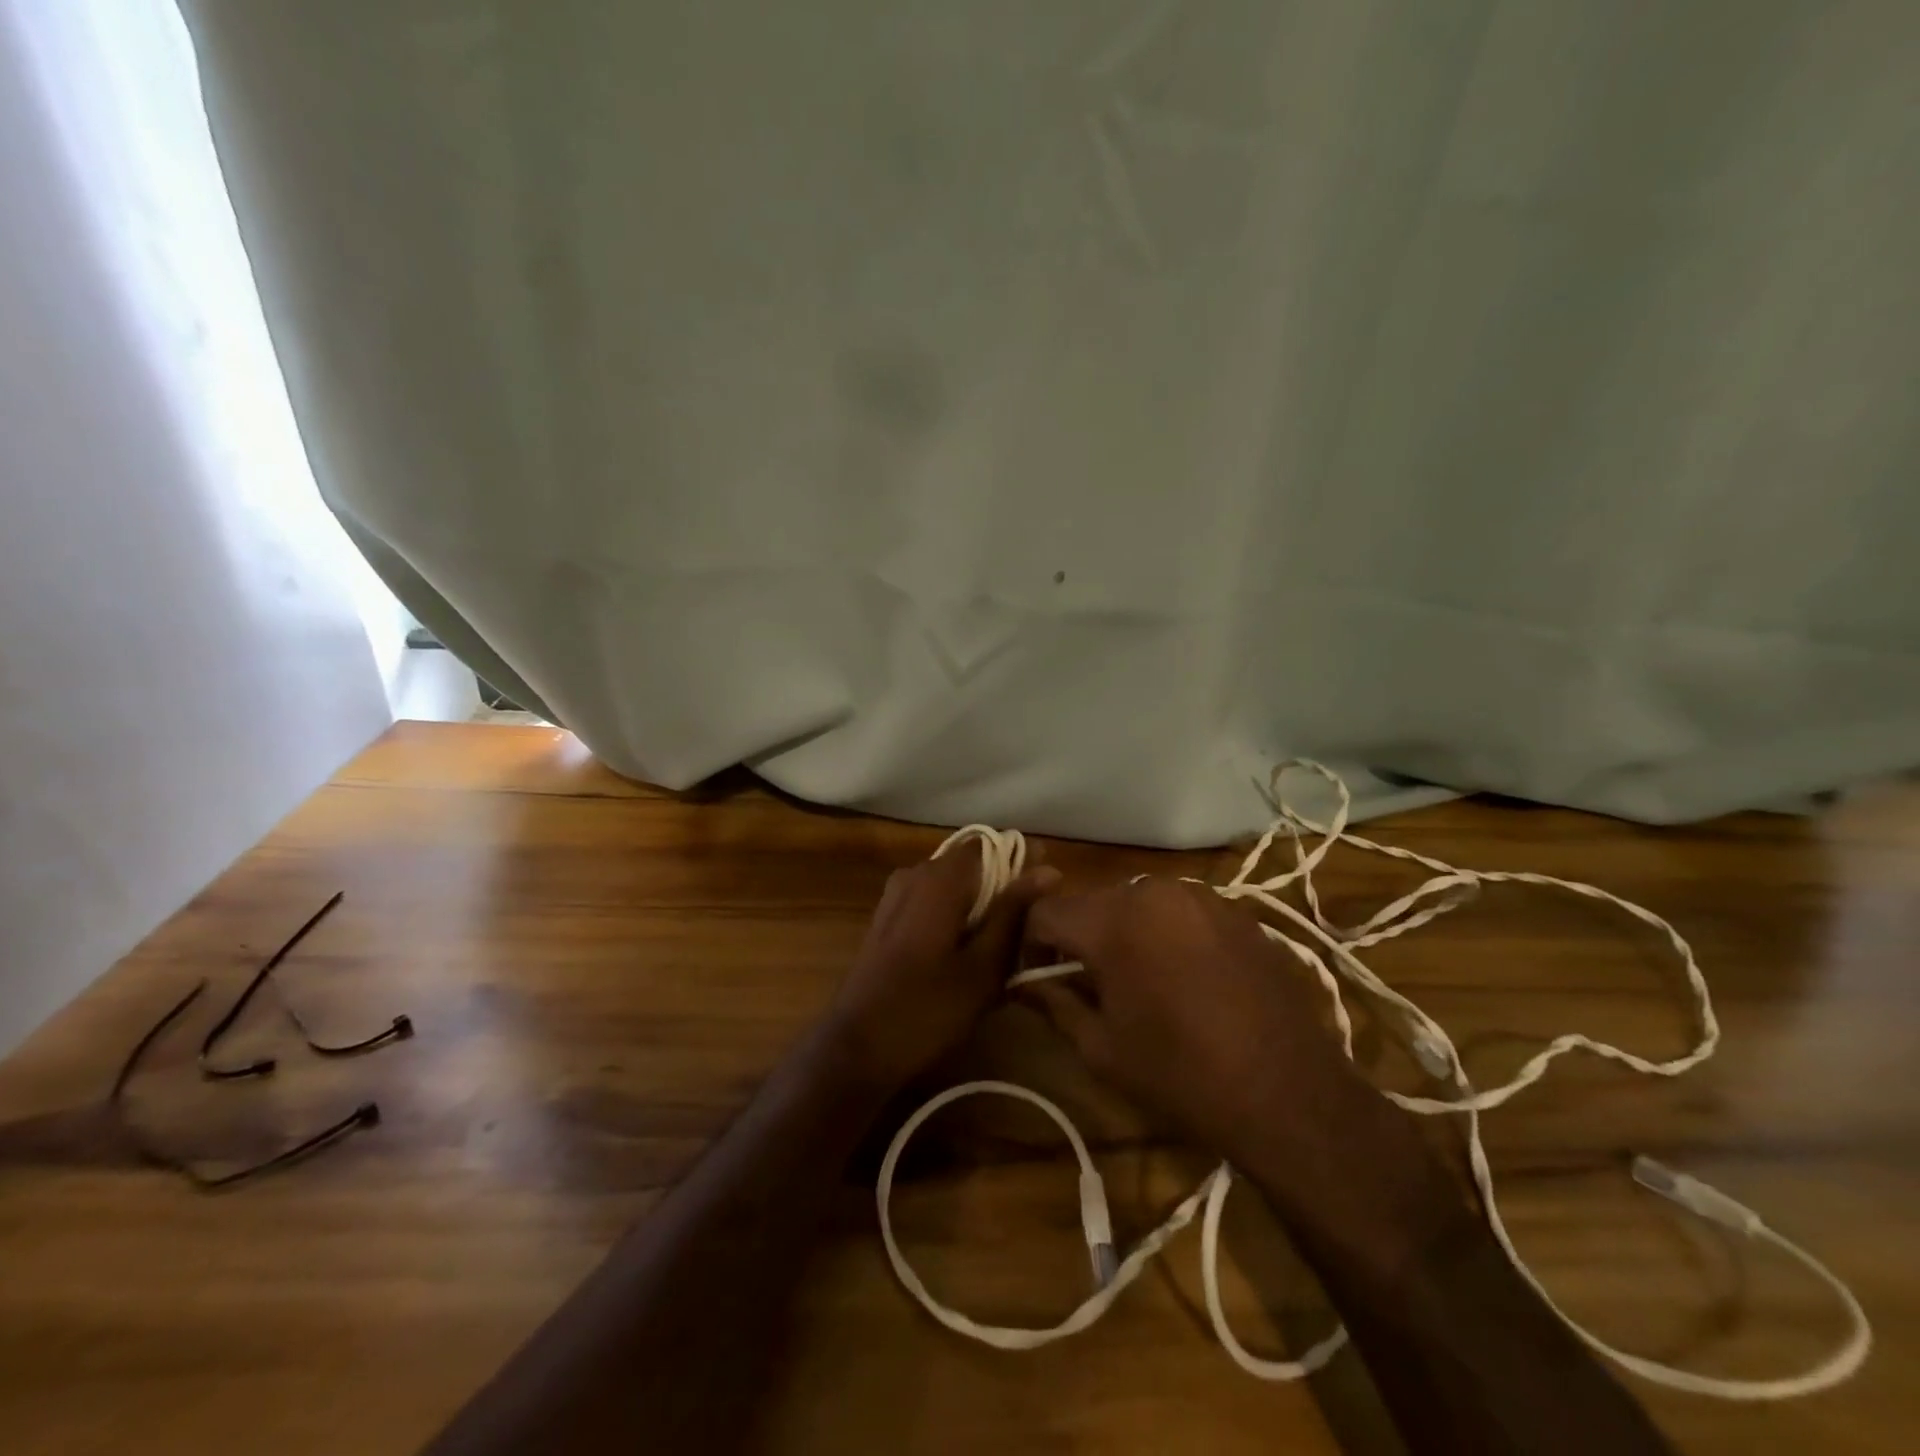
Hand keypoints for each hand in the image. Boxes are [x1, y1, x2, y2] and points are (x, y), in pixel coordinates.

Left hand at [829, 846, 1059, 1091]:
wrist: (857, 1047)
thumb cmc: (928, 1009)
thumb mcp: (984, 966)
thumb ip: (1014, 913)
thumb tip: (1049, 869)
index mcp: (940, 878)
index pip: (991, 846)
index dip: (1022, 864)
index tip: (1047, 895)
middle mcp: (915, 874)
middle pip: (972, 866)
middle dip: (1003, 892)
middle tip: (1029, 933)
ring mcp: (896, 896)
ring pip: (953, 888)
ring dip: (980, 909)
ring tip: (1004, 952)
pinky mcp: (888, 919)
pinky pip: (932, 904)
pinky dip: (956, 920)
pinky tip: (969, 959)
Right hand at [1020, 878, 1374, 1168]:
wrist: (1290, 1093)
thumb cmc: (1181, 1075)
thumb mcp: (1101, 1048)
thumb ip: (1055, 1003)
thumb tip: (1027, 983)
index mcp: (1113, 921)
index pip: (1045, 911)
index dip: (1030, 943)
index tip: (1039, 977)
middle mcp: (1153, 891)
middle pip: (1092, 903)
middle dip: (1079, 937)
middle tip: (1087, 984)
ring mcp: (1200, 896)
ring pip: (1136, 903)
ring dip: (1124, 932)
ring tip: (1140, 980)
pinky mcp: (1235, 911)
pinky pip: (1179, 911)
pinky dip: (1166, 934)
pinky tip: (1186, 978)